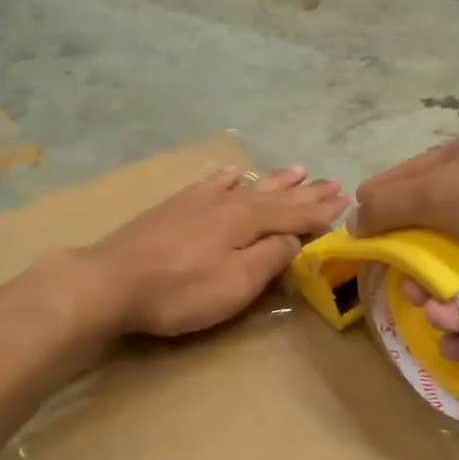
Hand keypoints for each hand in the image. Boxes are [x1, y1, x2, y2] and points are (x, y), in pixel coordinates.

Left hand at [89, 165, 348, 336]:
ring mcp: (199, 202)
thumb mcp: (236, 283)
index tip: (347, 200)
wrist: (111, 281)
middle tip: (333, 181)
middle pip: (276, 196)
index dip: (322, 210)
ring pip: (248, 186)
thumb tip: (293, 238)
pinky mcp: (175, 207)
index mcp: (248, 221)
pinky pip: (212, 184)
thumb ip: (269, 258)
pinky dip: (228, 179)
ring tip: (297, 169)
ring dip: (275, 180)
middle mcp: (228, 203)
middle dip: (306, 191)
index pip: (295, 214)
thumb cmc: (180, 290)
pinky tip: (235, 173)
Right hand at [354, 123, 458, 357]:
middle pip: (428, 240)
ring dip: (440, 305)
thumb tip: (352, 221)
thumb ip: (391, 205)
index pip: (405, 184)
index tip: (358, 245)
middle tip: (410, 292)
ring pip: (457, 281)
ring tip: (442, 320)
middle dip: (412, 272)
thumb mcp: (441, 187)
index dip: (378, 212)